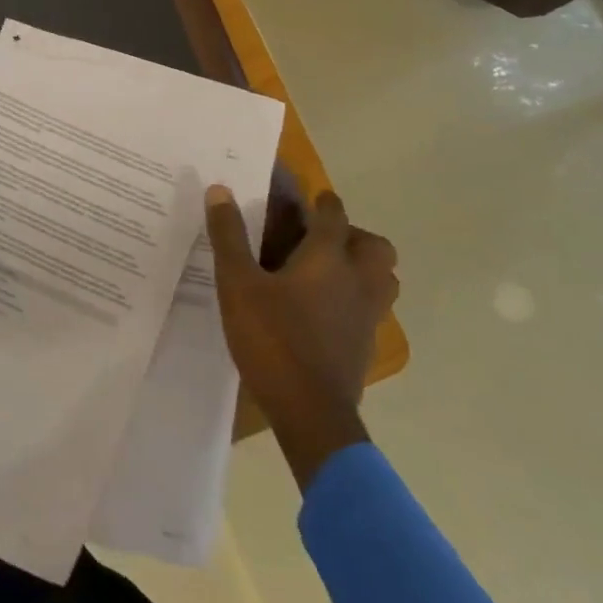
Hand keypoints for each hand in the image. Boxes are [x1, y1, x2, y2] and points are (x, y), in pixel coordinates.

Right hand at [207, 184, 398, 487]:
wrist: (310, 412)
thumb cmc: (273, 339)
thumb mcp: (237, 285)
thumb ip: (229, 236)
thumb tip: (220, 190)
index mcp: (328, 258)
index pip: (333, 215)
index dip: (322, 202)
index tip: (309, 198)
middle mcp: (357, 281)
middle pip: (375, 246)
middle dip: (353, 235)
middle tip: (320, 240)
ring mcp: (367, 315)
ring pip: (382, 279)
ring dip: (362, 267)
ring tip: (327, 272)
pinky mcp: (366, 344)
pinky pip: (372, 308)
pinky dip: (356, 299)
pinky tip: (323, 310)